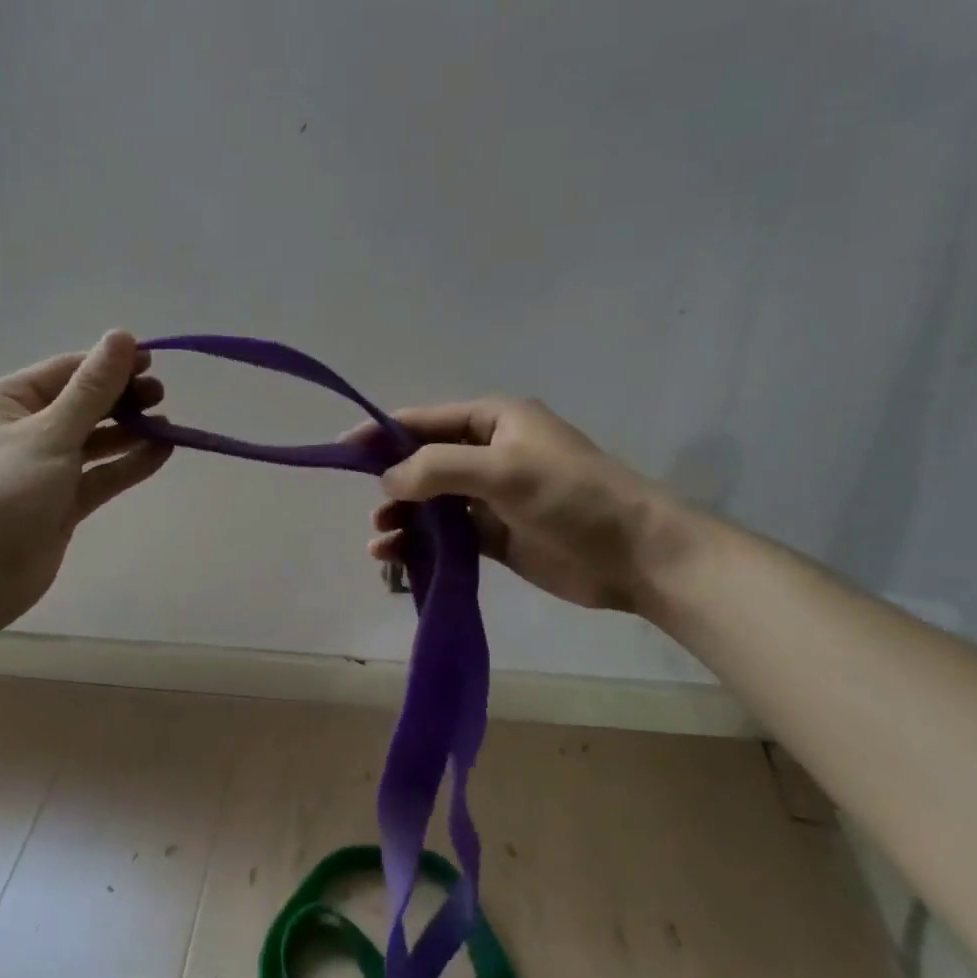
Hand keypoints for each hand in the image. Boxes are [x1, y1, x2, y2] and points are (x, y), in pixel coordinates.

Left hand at [0, 332, 171, 634]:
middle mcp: (21, 431)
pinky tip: (161, 453)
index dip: (108, 364)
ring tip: (169, 425)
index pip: (65, 371)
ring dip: (129, 431)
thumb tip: (122, 335)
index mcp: (5, 402)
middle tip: (160, 396)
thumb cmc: (1, 492)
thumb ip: (92, 389)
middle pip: (81, 405)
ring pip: (92, 442)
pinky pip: (98, 476)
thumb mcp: (50, 433)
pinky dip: (126, 464)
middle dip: (121, 398)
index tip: (153, 362)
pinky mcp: (59, 505)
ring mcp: (41, 470)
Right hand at [362, 398, 673, 613]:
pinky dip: (421, 542)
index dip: (382, 432)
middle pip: (424, 461)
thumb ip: (438, 469)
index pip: (425, 420)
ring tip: (378, 539)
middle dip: (392, 481)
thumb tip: (388, 479)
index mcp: (494, 421)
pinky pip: (446, 534)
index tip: (343, 448)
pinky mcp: (495, 535)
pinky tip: (396, 557)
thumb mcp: (502, 470)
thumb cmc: (570, 496)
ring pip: (432, 501)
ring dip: (403, 516)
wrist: (633, 554)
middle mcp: (488, 452)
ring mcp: (491, 496)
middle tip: (370, 506)